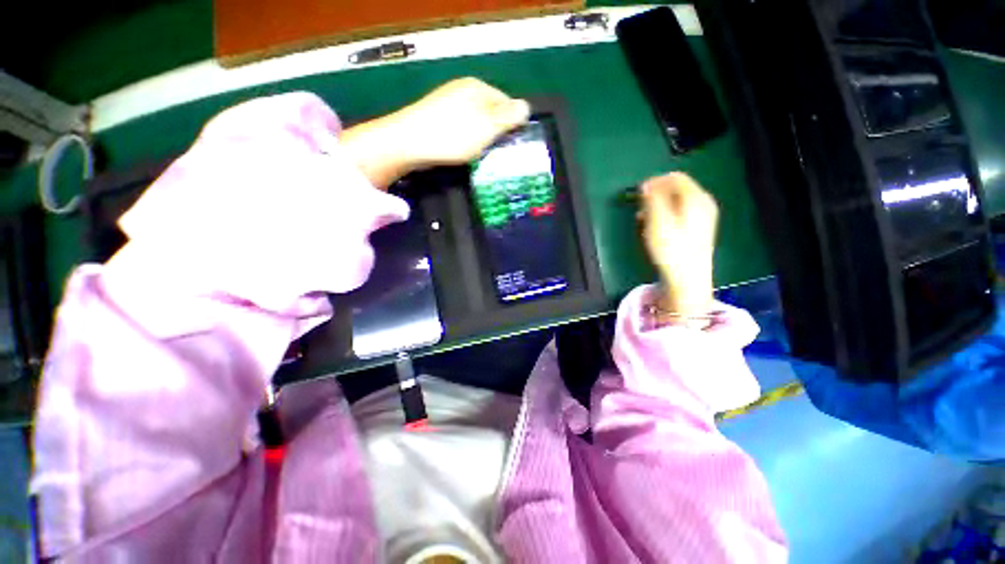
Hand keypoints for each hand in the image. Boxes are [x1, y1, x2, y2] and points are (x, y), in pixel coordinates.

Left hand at [341, 78, 530, 188]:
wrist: (408, 142)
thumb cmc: (453, 135)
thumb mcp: (487, 127)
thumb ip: (508, 117)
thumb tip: (526, 106)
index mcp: (477, 87)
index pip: (506, 102)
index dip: (512, 123)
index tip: (512, 144)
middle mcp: (463, 90)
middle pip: (490, 111)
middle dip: (495, 131)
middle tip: (497, 152)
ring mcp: (447, 102)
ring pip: (474, 121)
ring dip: (480, 137)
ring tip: (479, 154)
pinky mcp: (435, 117)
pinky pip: (459, 127)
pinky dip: (464, 139)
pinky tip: (460, 150)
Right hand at [639, 172, 717, 317]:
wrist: (688, 278)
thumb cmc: (671, 248)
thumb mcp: (657, 221)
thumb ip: (652, 199)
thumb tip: (646, 184)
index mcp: (696, 198)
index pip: (674, 177)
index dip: (654, 181)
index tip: (638, 193)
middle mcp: (703, 203)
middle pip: (677, 188)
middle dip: (656, 194)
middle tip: (640, 208)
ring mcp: (703, 216)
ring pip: (677, 201)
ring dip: (658, 206)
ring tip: (644, 219)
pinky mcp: (699, 228)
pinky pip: (681, 212)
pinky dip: (666, 215)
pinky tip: (656, 227)